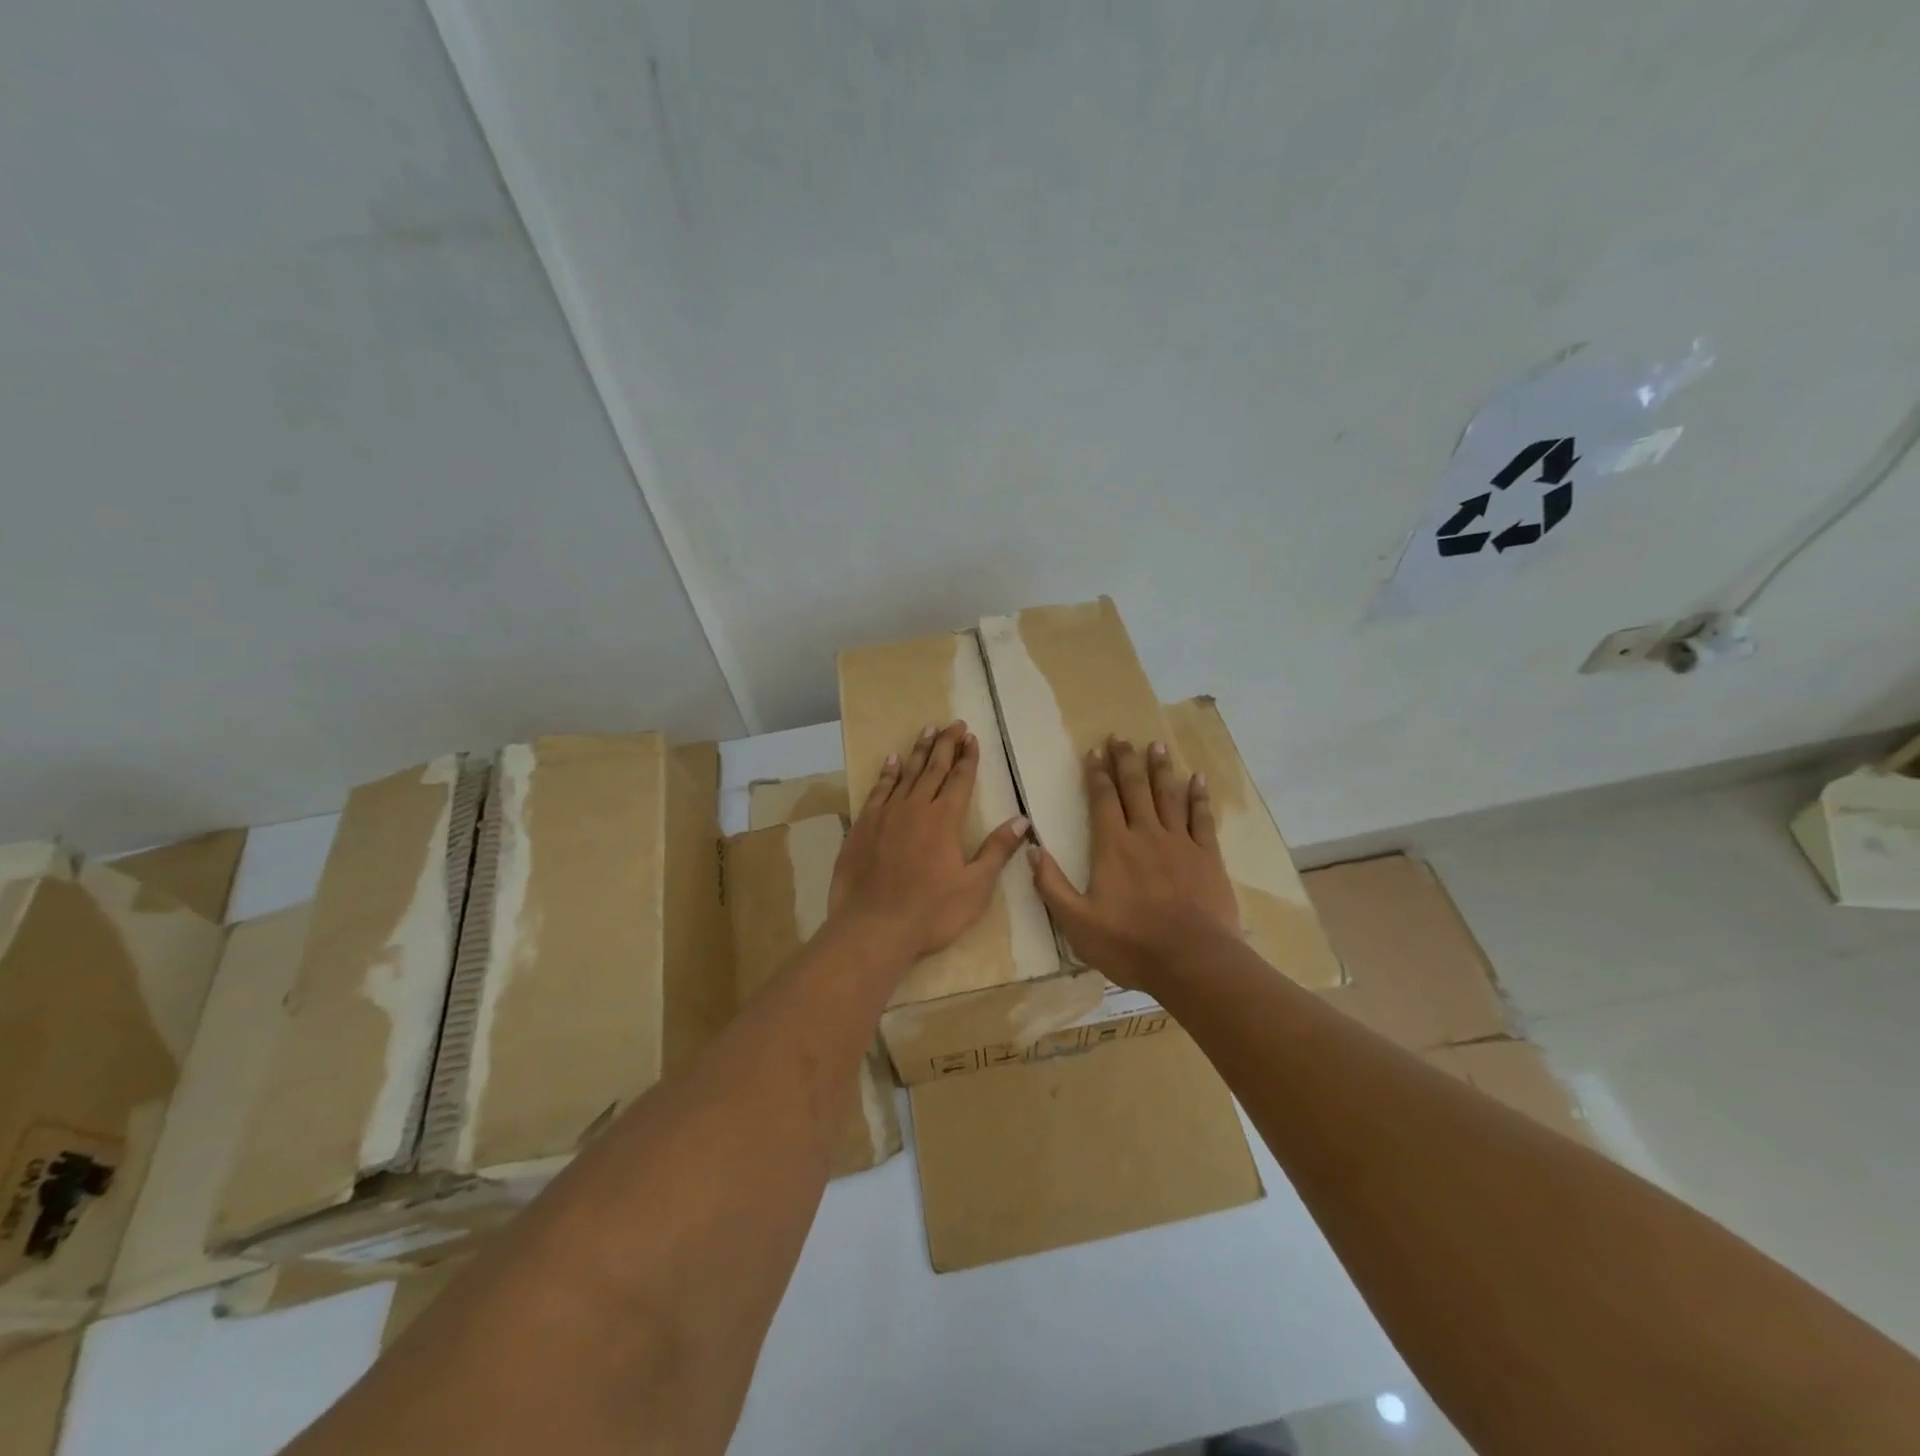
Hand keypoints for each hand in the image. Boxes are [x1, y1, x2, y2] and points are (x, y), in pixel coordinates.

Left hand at [829, 721, 1029, 964]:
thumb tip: (1022, 820)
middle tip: (954, 724)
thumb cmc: (931, 912)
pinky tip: (892, 761)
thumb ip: (997, 850)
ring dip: (919, 751)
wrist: (872, 927)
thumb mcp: (975, 887)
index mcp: (945, 819)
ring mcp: (886, 814)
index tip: (972, 737)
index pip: (960, 779)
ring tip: (927, 730)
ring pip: (906, 773)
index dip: (968, 757)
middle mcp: (916, 807)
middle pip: (934, 768)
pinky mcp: (863, 825)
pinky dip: (887, 773)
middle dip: (946, 744)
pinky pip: (878, 789)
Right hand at [1030, 737, 1240, 990]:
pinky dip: (1199, 797)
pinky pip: (1202, 818)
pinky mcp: (1207, 857)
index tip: (1095, 751)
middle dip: (1126, 761)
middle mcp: (1146, 834)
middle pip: (1135, 789)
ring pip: (1168, 796)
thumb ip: (1051, 884)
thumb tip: (1030, 848)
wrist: (1192, 961)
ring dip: (1161, 769)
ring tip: (1157, 745)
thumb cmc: (1129, 943)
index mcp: (1113, 847)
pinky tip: (1198, 779)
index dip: (1098, 774)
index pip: (1103, 800)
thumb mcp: (1076, 922)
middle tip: (1122, 737)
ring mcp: (1180, 843)